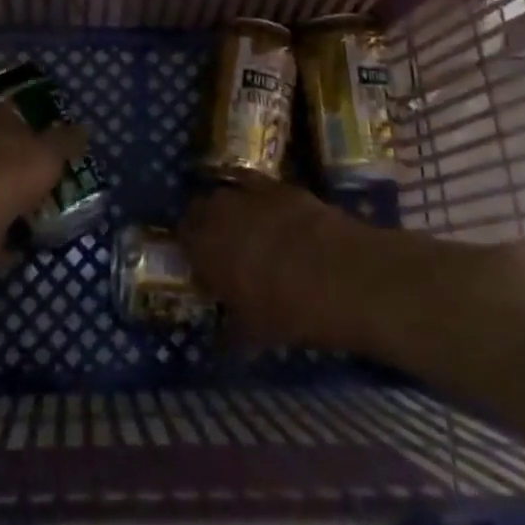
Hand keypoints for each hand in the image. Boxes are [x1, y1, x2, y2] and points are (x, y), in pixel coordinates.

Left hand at [0, 100, 85, 252]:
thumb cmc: (10, 172)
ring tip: (24, 211)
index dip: (32, 129)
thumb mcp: (51, 154)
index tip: (48, 150)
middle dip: (13, 161)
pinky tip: (5, 237)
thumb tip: (82, 129)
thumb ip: (66, 141)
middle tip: (38, 181)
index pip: (12, 112)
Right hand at [181, 178, 366, 350]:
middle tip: (223, 246)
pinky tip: (279, 220)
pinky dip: (264, 201)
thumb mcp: (254, 332)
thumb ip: (231, 330)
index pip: (183, 236)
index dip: (193, 249)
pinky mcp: (283, 186)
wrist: (342, 276)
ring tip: (251, 229)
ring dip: (235, 207)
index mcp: (204, 246)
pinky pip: (262, 188)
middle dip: (209, 222)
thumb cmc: (288, 309)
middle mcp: (221, 211)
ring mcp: (252, 192)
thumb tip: (224, 339)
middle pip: (203, 206)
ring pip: (231, 191)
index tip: (203, 265)